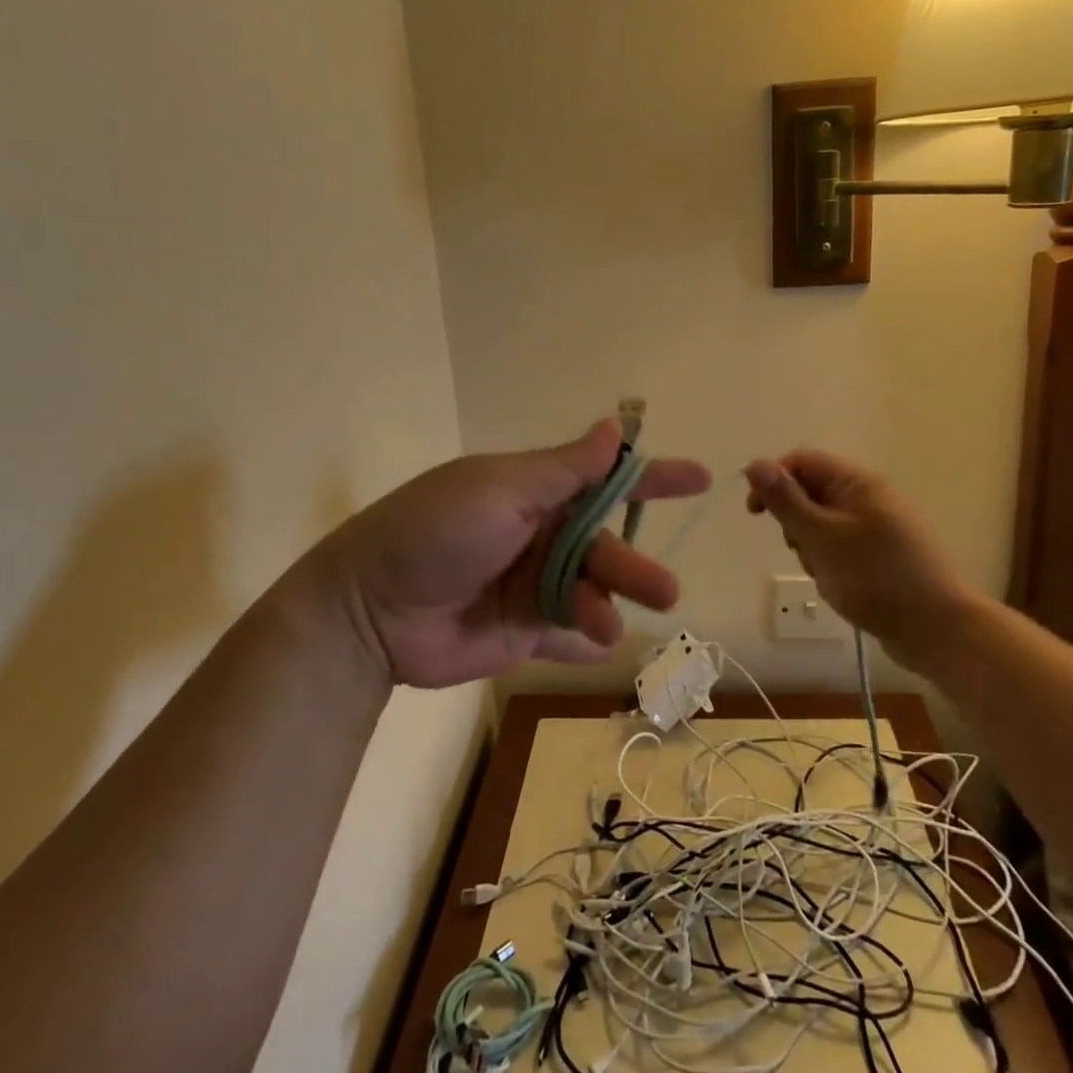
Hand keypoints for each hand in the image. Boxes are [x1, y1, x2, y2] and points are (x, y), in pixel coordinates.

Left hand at [291, 419, 710, 687]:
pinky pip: (565, 638)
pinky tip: (594, 646)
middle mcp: (540, 536)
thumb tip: (614, 426)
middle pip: (604, 547)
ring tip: (603, 622)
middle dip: (634, 565)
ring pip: (591, 594)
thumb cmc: (436, 532)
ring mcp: (532, 587)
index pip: (605, 479)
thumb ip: (564, 468)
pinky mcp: (521, 634)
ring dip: (605, 606)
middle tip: (664, 590)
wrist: (370, 610)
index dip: (653, 478)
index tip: (701, 478)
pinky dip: (582, 642)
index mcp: (536, 493)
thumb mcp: (501, 488)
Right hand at [744, 449, 981, 664]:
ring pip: (821, 523)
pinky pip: (839, 546)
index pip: (801, 461)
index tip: (755, 513)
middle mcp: (868, 496)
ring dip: (810, 546)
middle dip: (794, 521)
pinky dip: (828, 561)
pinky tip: (838, 585)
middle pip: (810, 492)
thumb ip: (786, 500)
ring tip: (824, 573)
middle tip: (802, 550)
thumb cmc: (875, 577)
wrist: (937, 629)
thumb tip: (755, 464)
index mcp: (857, 482)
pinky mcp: (879, 554)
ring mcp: (876, 526)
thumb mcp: (821, 537)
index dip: (772, 479)